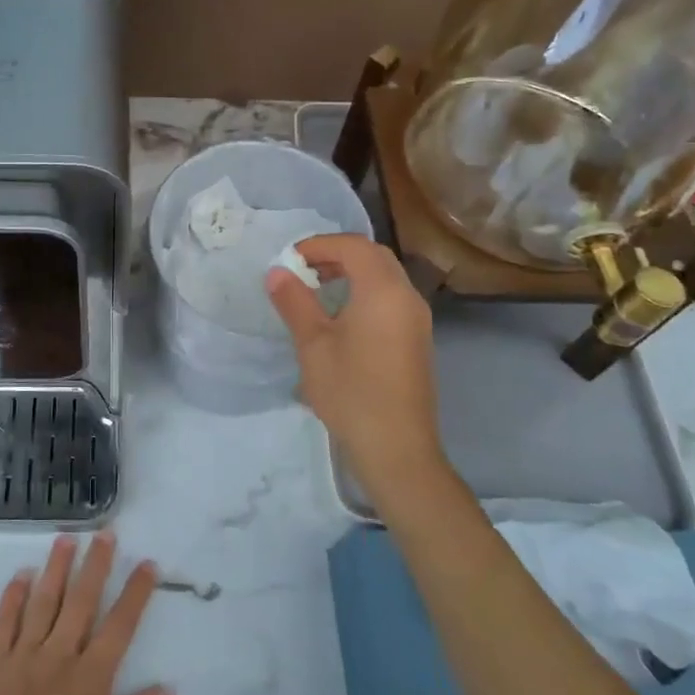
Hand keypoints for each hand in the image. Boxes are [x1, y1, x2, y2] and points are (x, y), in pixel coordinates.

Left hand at [0, 533, 171, 694]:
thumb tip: (168, 687)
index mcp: (90, 680)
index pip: (119, 627)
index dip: (135, 593)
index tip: (147, 563)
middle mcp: (59, 657)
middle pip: (81, 601)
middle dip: (96, 564)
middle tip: (104, 533)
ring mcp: (23, 655)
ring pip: (44, 601)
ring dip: (56, 567)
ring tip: (65, 539)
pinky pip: (4, 620)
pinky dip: (14, 595)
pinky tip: (22, 574)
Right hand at [266, 233, 448, 509]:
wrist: (397, 449)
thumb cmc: (351, 392)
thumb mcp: (313, 344)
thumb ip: (294, 302)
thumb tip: (277, 272)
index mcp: (383, 291)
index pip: (353, 246)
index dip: (320, 245)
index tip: (290, 259)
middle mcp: (407, 296)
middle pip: (374, 256)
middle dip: (337, 254)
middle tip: (304, 268)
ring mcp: (417, 319)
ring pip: (386, 276)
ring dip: (353, 272)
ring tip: (318, 288)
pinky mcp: (417, 339)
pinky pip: (392, 297)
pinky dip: (366, 291)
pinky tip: (342, 316)